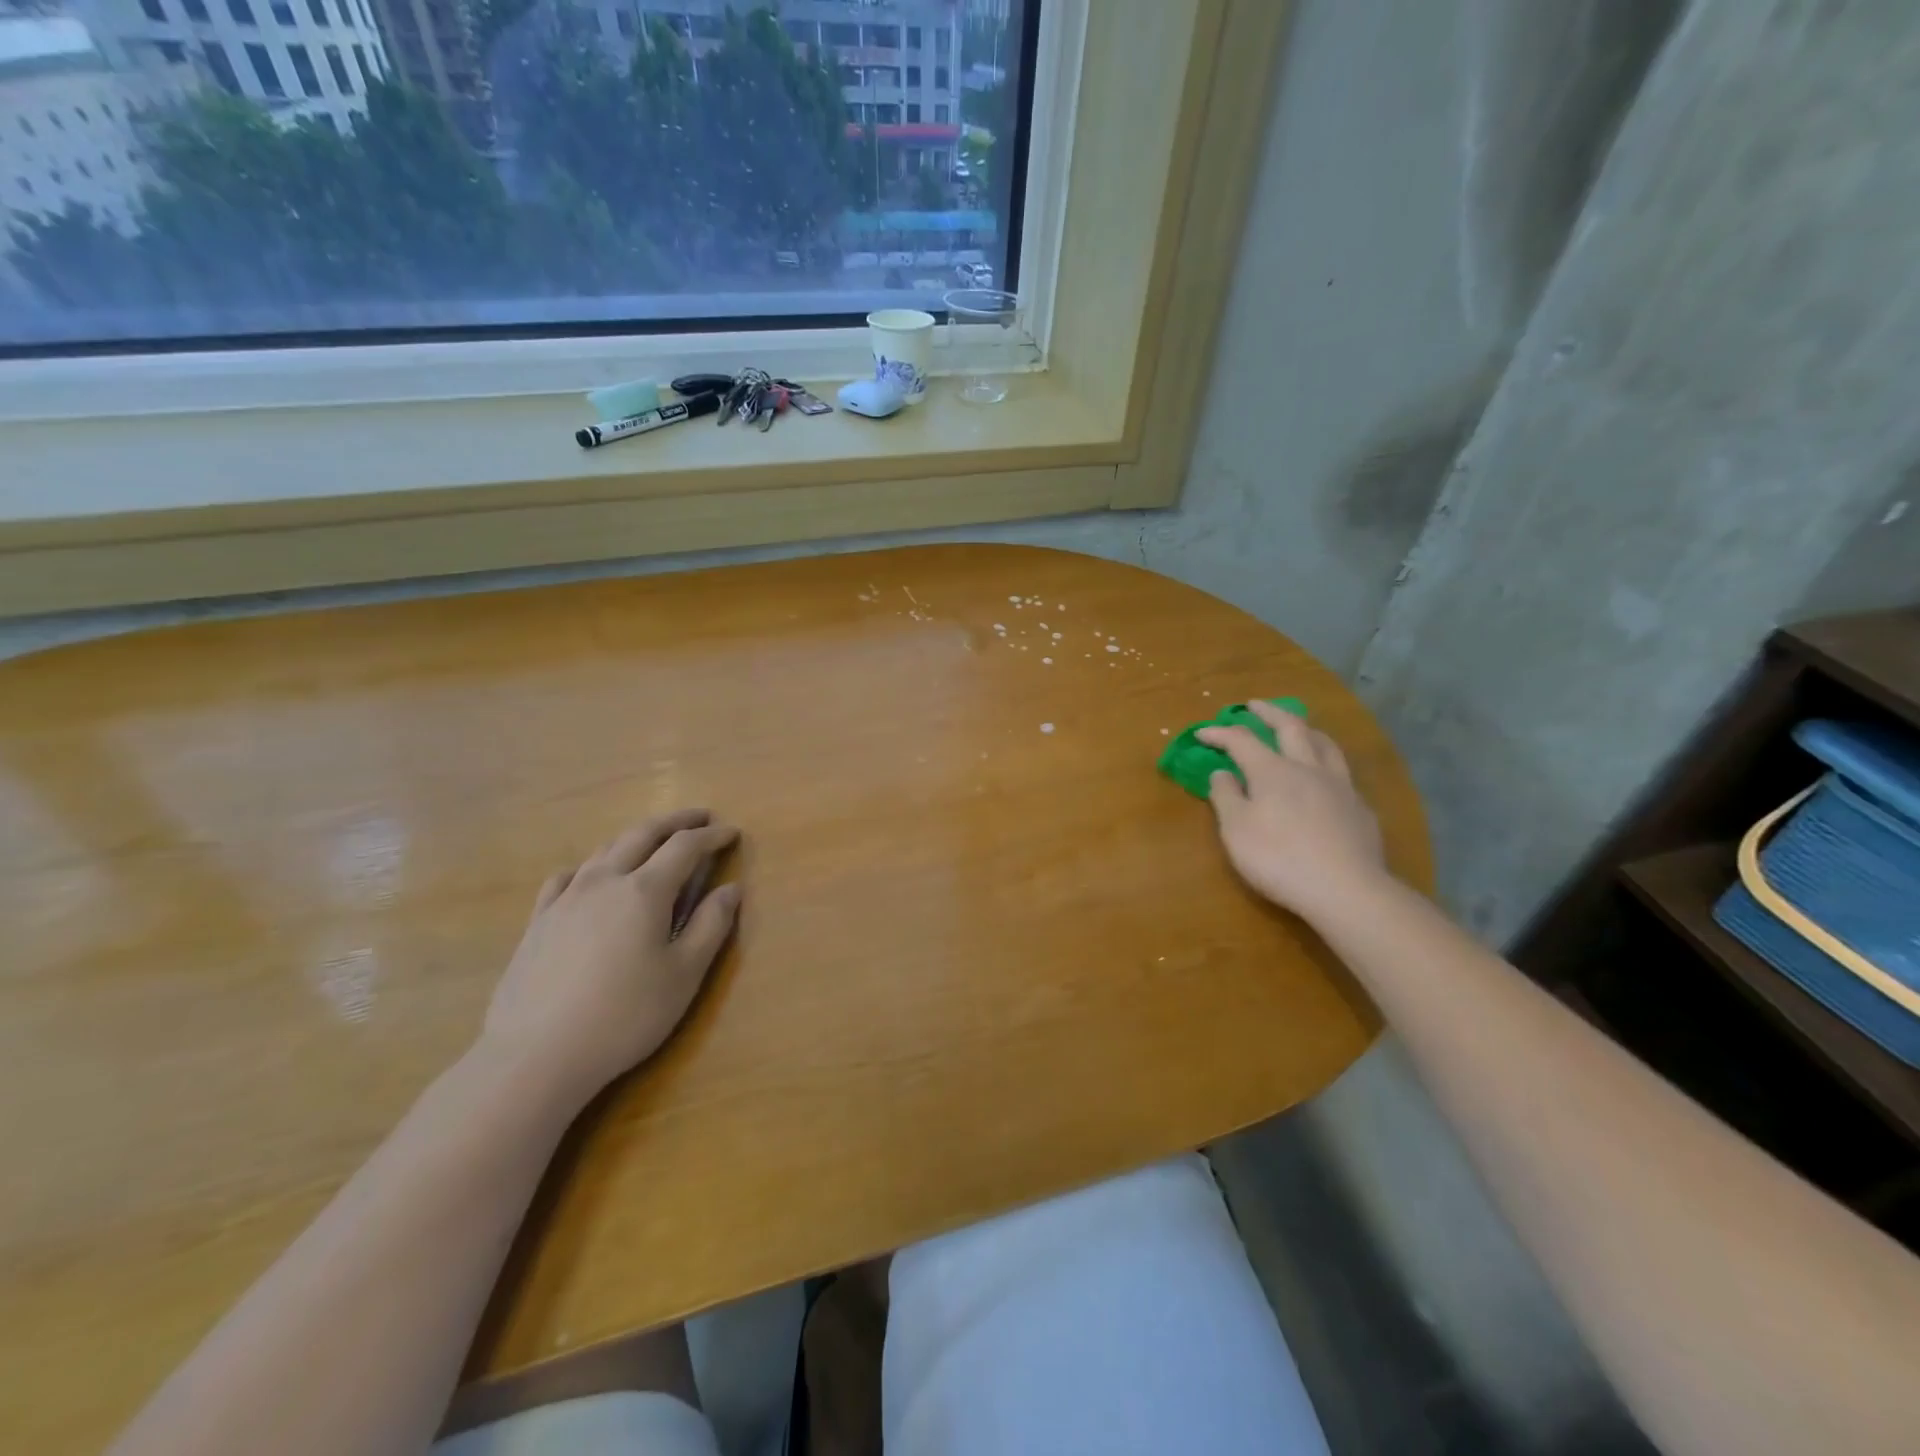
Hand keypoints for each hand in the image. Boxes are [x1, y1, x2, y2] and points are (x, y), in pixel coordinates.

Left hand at [482, 810, 740, 1104]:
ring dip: (635, 838)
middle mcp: (604, 881)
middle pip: (642, 835)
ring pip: (604, 850)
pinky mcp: (538, 922)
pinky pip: (565, 877)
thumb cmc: (625, 1016)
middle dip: (675, 822)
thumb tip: (731, 889)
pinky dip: (589, 866)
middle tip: (699, 817)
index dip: (711, 836)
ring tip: (653, 841)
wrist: (536, 1056)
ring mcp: (565, 899)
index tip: (732, 832)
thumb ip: (712, 926)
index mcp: (645, 891)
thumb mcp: (684, 975)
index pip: (685, 847)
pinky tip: (589, 877)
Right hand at [1199, 703, 1388, 924]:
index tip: (1202, 732)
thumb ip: (1226, 797)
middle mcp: (1307, 767)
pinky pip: (1342, 772)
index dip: (1219, 733)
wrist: (1346, 889)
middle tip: (1255, 705)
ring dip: (1306, 729)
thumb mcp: (1236, 831)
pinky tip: (1325, 776)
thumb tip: (1222, 773)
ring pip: (1324, 743)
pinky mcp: (1359, 808)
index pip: (1241, 740)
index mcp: (1272, 771)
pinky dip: (1326, 762)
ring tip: (1297, 727)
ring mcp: (1339, 785)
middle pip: (1290, 727)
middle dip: (1269, 712)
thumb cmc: (1279, 859)